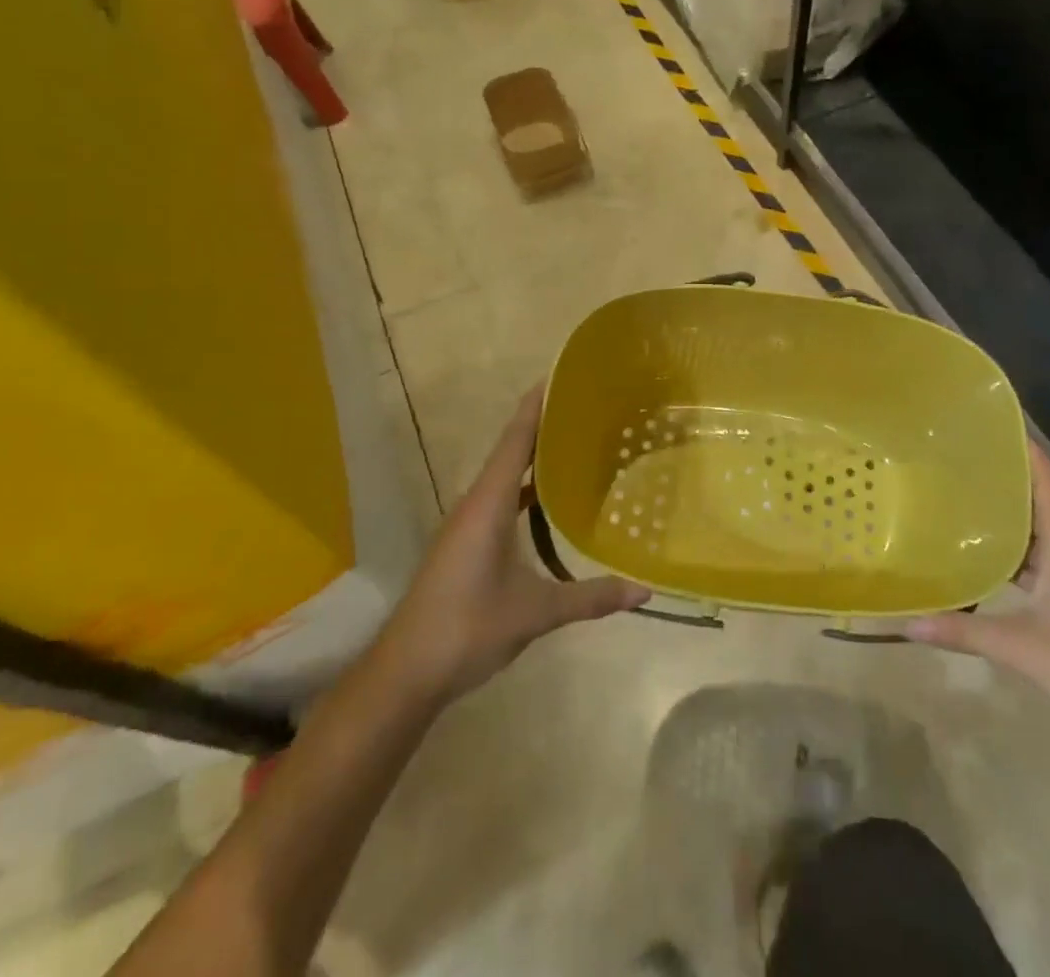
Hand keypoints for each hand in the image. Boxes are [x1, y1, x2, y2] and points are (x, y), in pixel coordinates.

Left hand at [381, 388, 647, 704]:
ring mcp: (466, 524)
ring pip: (505, 477)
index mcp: (489, 504)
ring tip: (574, 444)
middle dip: (543, 425)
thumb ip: (590, 598)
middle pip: (511, 451)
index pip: (516, 440)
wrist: (404, 673)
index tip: (560, 375)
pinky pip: (500, 499)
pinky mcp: (464, 544)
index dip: (536, 406)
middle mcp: (475, 504)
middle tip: (585, 407)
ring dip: (534, 457)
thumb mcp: (535, 612)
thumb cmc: (467, 628)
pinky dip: (525, 489)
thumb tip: (645, 590)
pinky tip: (548, 501)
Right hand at [906, 445, 1049, 754]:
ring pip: (1037, 534)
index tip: (998, 425)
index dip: (1028, 453)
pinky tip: (984, 556)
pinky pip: (1038, 561)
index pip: (1047, 486)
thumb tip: (907, 622)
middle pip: (1038, 504)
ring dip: (1008, 517)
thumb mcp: (1022, 649)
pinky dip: (1013, 552)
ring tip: (964, 499)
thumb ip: (964, 632)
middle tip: (961, 460)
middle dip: (1005, 480)